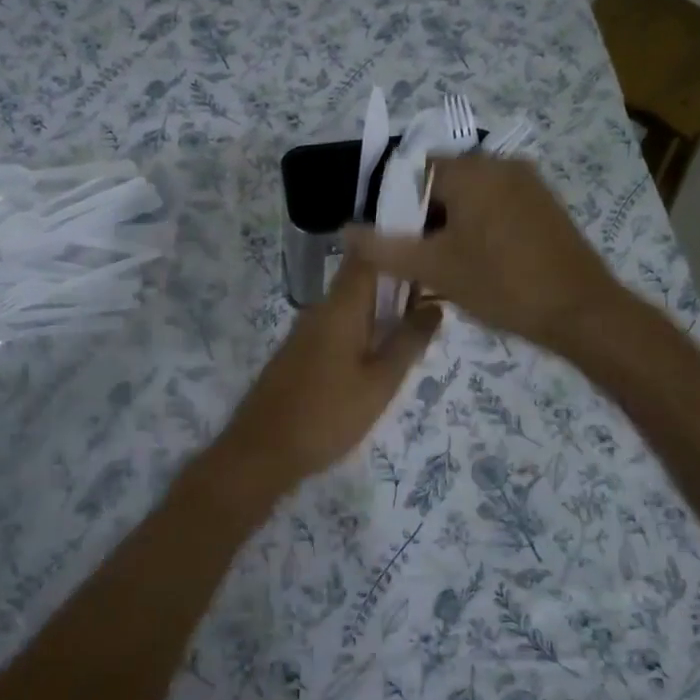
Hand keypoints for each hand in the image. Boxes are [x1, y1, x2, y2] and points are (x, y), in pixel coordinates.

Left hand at [217, 258, 441, 489]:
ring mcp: (306, 332)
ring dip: (382, 310)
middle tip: (437, 300)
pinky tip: (381, 356)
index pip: (369, 255)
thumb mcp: (380, 382)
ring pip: (351, 306)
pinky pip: (338, 328)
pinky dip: (363, 331)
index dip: (399, 248)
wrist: (262, 452)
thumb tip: (435, 306)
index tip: (432, 256)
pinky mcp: (300, 354)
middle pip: (362, 280)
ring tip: (418, 328)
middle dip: (398, 284)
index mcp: (340, 307)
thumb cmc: (327, 415)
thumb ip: (409, 342)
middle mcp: (320, 309)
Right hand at [346, 155, 620, 351]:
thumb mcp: (434, 268)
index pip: (414, 171)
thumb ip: (383, 248)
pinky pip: (497, 207)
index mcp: (472, 170)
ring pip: (471, 197)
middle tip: (416, 259)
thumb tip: (346, 231)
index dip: (395, 205)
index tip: (392, 241)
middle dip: (423, 218)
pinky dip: (478, 228)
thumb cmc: (501, 284)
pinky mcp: (545, 206)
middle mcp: (501, 165)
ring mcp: (528, 184)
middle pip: (443, 183)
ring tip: (445, 266)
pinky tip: (478, 264)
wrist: (580, 311)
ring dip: (450, 225)